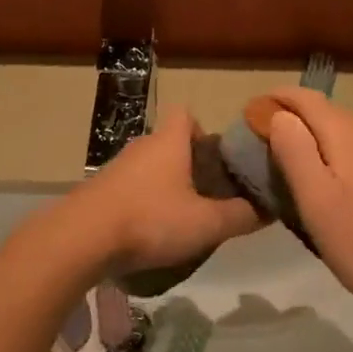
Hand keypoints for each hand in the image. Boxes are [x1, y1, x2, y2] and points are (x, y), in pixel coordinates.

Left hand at [61, 109, 261, 272]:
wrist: (82, 237)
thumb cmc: (150, 219)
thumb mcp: (206, 224)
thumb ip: (240, 216)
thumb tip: (270, 210)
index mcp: (169, 142)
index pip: (186, 114)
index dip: (204, 131)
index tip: (218, 160)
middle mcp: (142, 146)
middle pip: (170, 143)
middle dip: (191, 165)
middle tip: (210, 194)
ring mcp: (117, 167)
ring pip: (150, 167)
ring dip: (166, 185)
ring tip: (183, 217)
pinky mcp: (100, 190)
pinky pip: (131, 187)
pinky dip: (144, 201)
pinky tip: (152, 230)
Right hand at [263, 88, 352, 323]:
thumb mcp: (318, 201)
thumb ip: (295, 152)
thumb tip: (279, 115)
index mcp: (346, 134)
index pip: (305, 98)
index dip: (275, 99)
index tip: (249, 115)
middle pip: (324, 112)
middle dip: (291, 119)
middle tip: (262, 145)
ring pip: (342, 133)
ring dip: (312, 138)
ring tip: (289, 164)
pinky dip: (334, 155)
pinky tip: (330, 184)